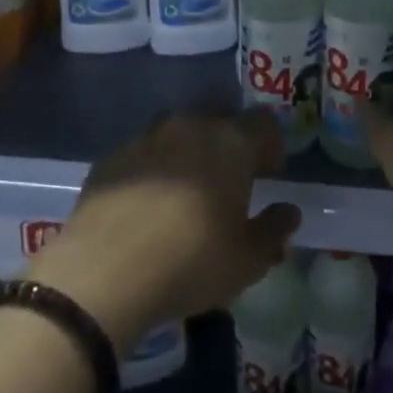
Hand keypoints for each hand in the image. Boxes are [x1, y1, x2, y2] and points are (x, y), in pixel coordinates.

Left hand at [27, 109, 301, 351]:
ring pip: (178, 131)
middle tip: (230, 178)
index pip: (263, 122)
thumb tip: (289, 212)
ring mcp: (147, 137)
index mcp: (231, 142)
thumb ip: (274, 230)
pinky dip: (152, 167)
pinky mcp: (111, 157)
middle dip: (229, 142)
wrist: (103, 273)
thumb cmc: (191, 262)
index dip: (271, 144)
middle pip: (219, 118)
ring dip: (189, 150)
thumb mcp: (247, 259)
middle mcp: (191, 126)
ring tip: (186, 188)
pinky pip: (143, 152)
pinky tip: (147, 202)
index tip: (270, 172)